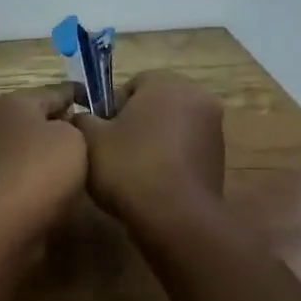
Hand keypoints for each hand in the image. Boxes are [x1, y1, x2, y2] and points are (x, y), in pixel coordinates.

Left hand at [0, 84, 88, 241]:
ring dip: (49, 156)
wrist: (1, 225)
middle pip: (38, 120)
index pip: (57, 91)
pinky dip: (37, 179)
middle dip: (64, 128)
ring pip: (28, 149)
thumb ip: (75, 125)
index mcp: (14, 102)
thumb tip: (63, 132)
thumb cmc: (41, 171)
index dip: (83, 97)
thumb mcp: (74, 137)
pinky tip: (56, 191)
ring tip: (81, 169)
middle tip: (95, 142)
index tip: (106, 109)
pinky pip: (20, 175)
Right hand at [70, 70, 224, 228]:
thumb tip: (81, 117)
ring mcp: (214, 128)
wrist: (175, 217)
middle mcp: (197, 97)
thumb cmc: (129, 168)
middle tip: (112, 151)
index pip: (132, 84)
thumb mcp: (89, 140)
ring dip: (153, 141)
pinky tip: (152, 182)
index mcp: (167, 83)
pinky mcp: (219, 157)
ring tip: (131, 170)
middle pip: (155, 104)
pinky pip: (185, 149)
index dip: (111, 107)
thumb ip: (81, 119)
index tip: (100, 133)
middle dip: (134, 122)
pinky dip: (170, 159)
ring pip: (171, 127)